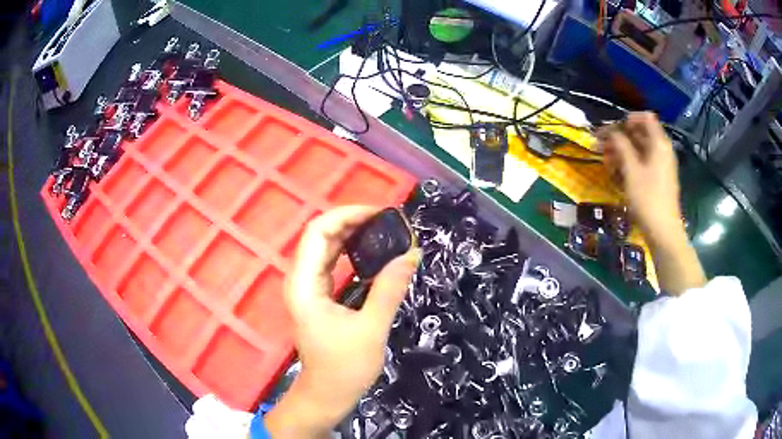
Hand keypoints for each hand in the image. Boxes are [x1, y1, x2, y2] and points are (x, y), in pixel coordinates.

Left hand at [265, 206, 420, 437]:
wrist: (326, 395)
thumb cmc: (345, 367)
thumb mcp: (372, 328)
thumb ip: (390, 289)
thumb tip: (412, 253)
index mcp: (304, 284)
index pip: (318, 232)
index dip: (347, 215)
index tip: (380, 214)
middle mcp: (300, 280)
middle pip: (320, 235)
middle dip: (351, 221)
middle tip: (387, 221)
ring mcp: (306, 288)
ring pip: (324, 247)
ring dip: (350, 234)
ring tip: (382, 231)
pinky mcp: (315, 296)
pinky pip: (330, 263)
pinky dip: (349, 251)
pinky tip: (370, 252)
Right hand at [599, 112, 705, 294]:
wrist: (663, 232)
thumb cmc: (648, 199)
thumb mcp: (631, 170)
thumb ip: (621, 146)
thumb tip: (611, 131)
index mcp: (659, 143)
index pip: (645, 117)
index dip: (627, 119)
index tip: (612, 129)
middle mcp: (662, 150)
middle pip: (640, 133)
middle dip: (620, 137)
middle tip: (602, 146)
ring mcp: (661, 165)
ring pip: (639, 149)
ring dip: (622, 152)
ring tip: (606, 162)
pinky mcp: (658, 178)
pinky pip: (642, 163)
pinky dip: (629, 164)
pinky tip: (616, 174)